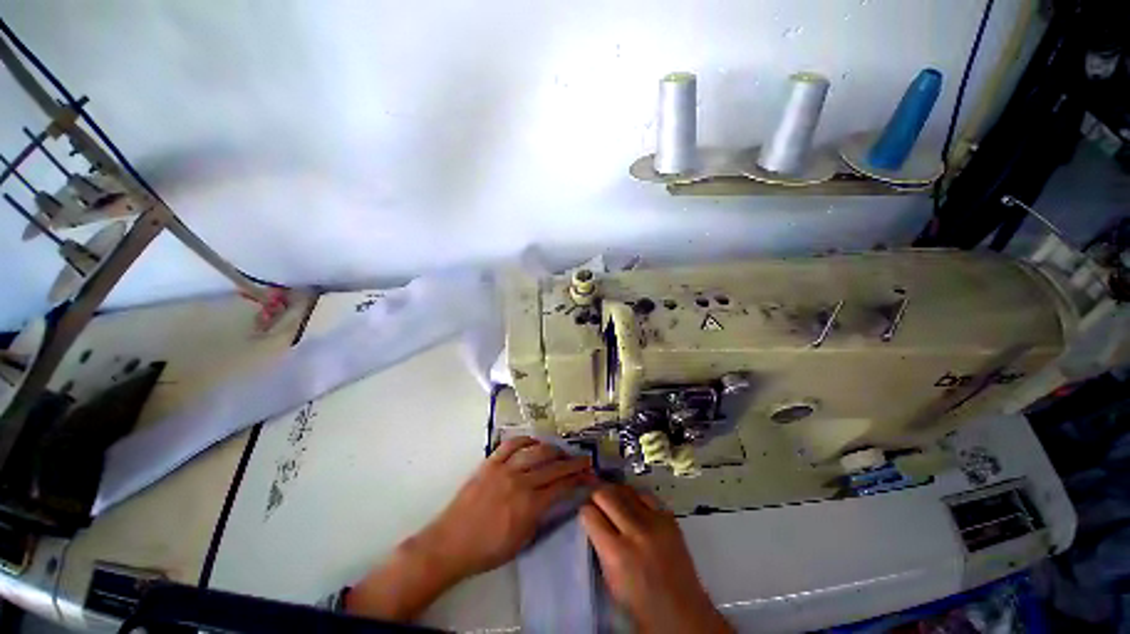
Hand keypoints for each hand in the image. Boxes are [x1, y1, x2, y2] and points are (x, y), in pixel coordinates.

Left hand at [348, 437, 593, 621]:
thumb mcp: (522, 540)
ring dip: (552, 449)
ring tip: (561, 451)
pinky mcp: (490, 462)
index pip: (561, 486)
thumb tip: (557, 498)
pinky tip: (534, 442)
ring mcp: (503, 469)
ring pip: (535, 451)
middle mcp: (519, 481)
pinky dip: (525, 440)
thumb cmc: (487, 549)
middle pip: (552, 466)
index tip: (589, 474)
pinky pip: (511, 444)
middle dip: (572, 462)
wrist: (450, 543)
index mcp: (529, 505)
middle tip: (584, 458)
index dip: (578, 479)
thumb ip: (541, 516)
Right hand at [581, 485, 731, 633]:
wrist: (681, 613)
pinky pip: (646, 495)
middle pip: (606, 495)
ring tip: (613, 501)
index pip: (590, 514)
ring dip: (615, 494)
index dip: (585, 512)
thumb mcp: (610, 578)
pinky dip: (635, 498)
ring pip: (625, 489)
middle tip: (595, 503)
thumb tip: (593, 521)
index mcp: (616, 553)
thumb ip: (600, 546)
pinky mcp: (669, 518)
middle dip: (596, 497)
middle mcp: (635, 531)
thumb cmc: (639, 603)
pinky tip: (633, 505)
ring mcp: (655, 522)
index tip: (585, 514)